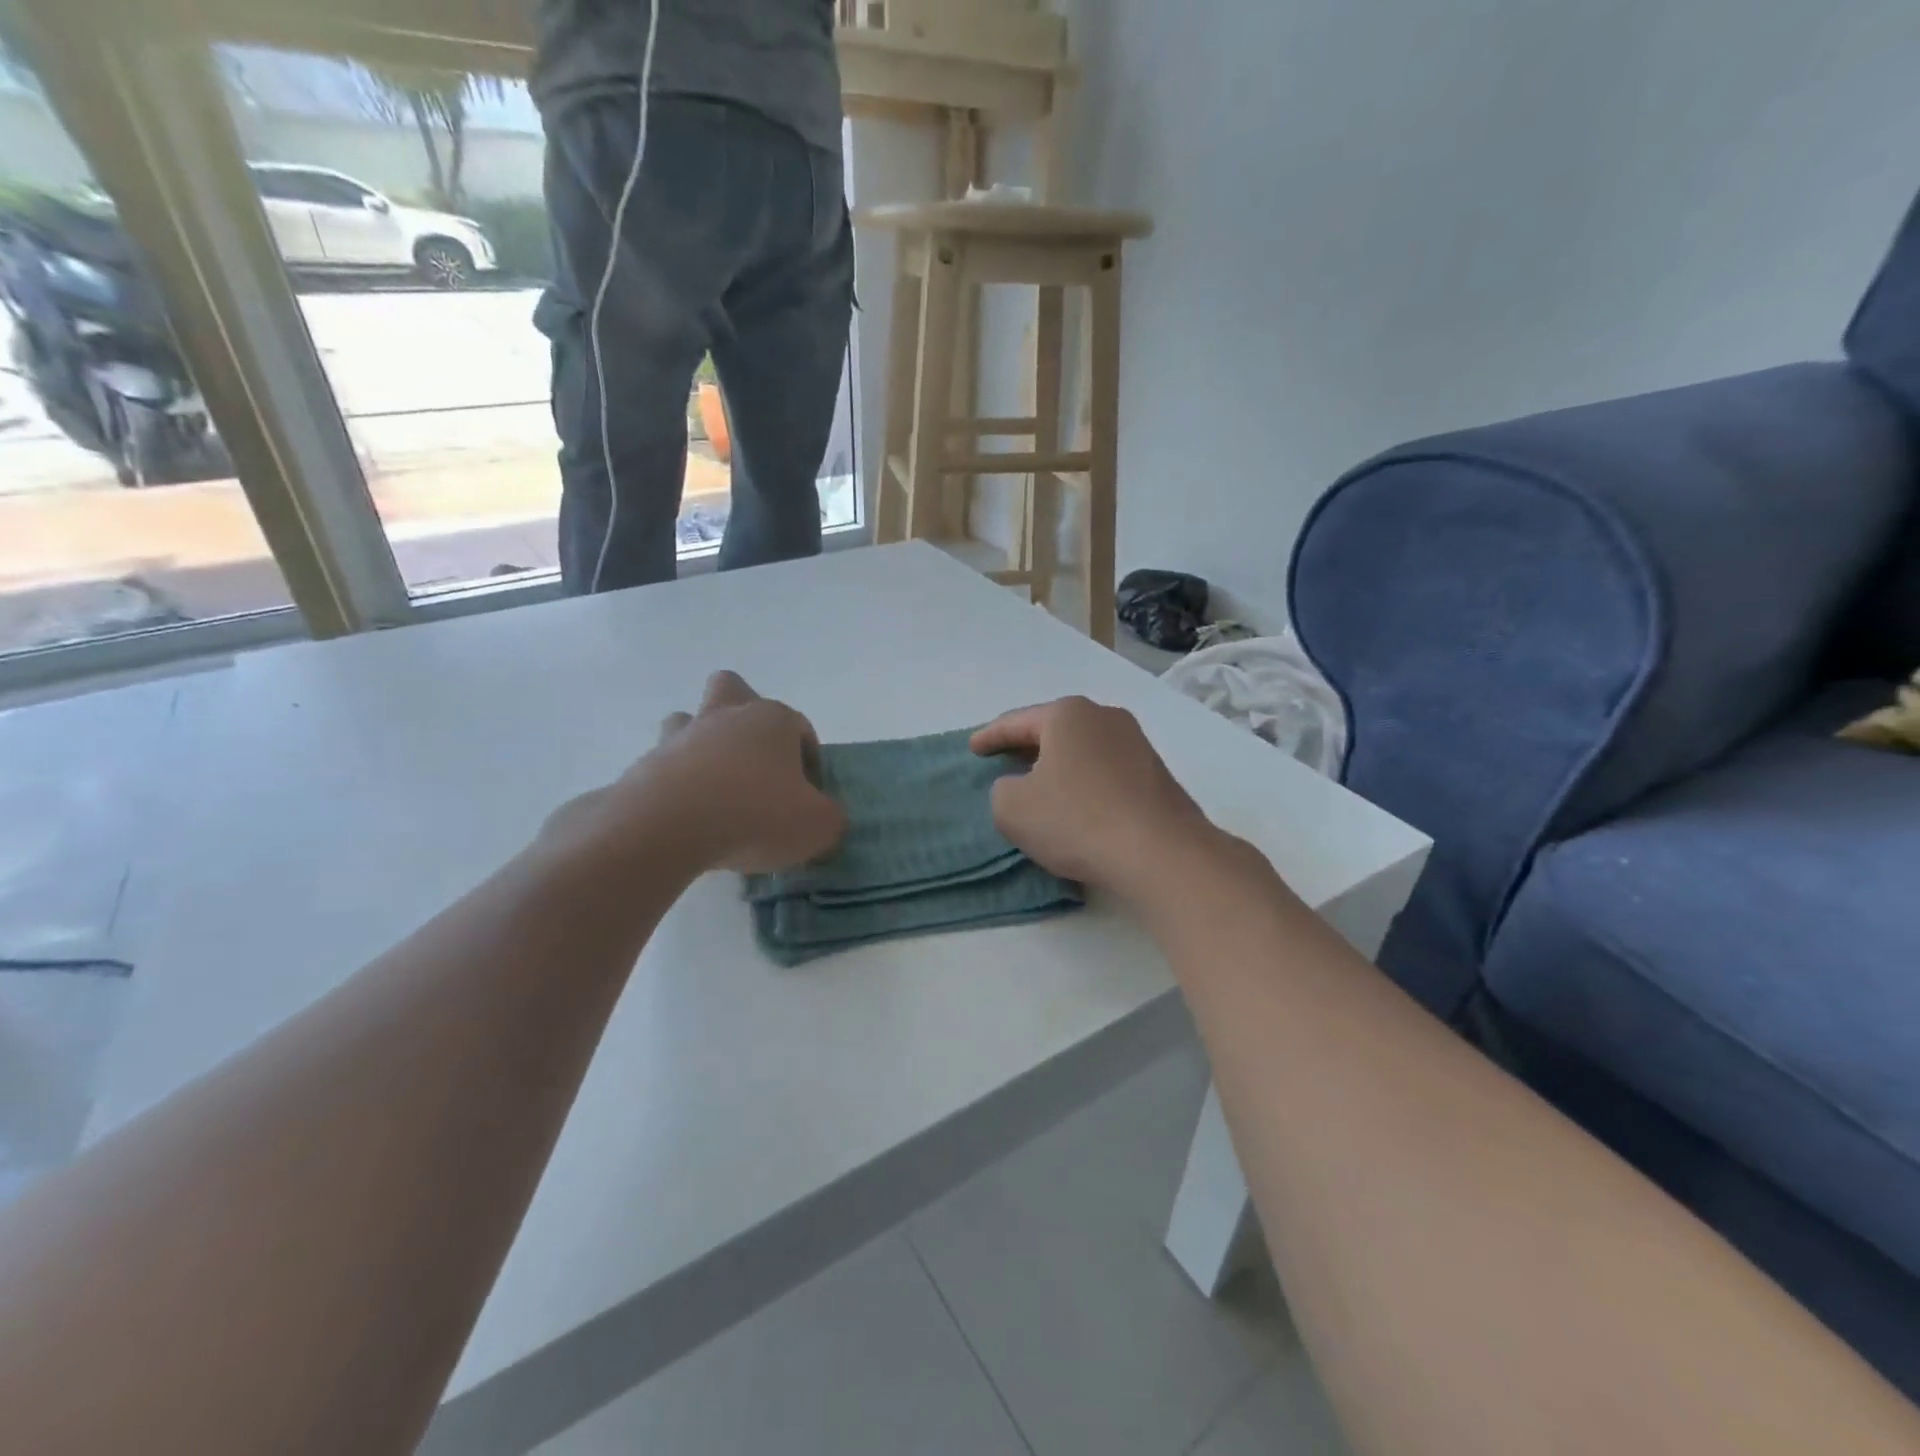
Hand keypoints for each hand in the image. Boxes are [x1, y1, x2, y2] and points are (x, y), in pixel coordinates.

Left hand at [552, 672, 845, 875]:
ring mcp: (680, 736)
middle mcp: (726, 716)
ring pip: (690, 721)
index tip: (807, 795)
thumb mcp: (818, 826)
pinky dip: (675, 784)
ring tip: (714, 789)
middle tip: (755, 763)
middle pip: (733, 689)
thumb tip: (826, 817)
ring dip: (702, 744)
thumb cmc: (755, 815)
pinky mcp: (645, 765)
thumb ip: (831, 817)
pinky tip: (686, 818)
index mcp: (772, 720)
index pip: (800, 727)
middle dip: (744, 715)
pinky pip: (664, 765)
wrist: (667, 828)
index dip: (809, 760)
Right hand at [971, 697, 1218, 899]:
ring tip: (1040, 784)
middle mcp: (1104, 716)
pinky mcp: (1155, 772)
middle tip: (1003, 761)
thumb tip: (1019, 786)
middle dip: (1026, 746)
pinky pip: (1105, 770)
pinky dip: (1084, 781)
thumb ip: (1001, 790)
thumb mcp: (1013, 808)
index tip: (973, 748)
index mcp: (1067, 714)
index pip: (1016, 722)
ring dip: (1058, 765)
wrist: (1161, 852)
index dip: (989, 737)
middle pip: (1053, 729)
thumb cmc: (1078, 820)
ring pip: (1082, 749)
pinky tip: (1077, 804)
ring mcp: (1136, 743)